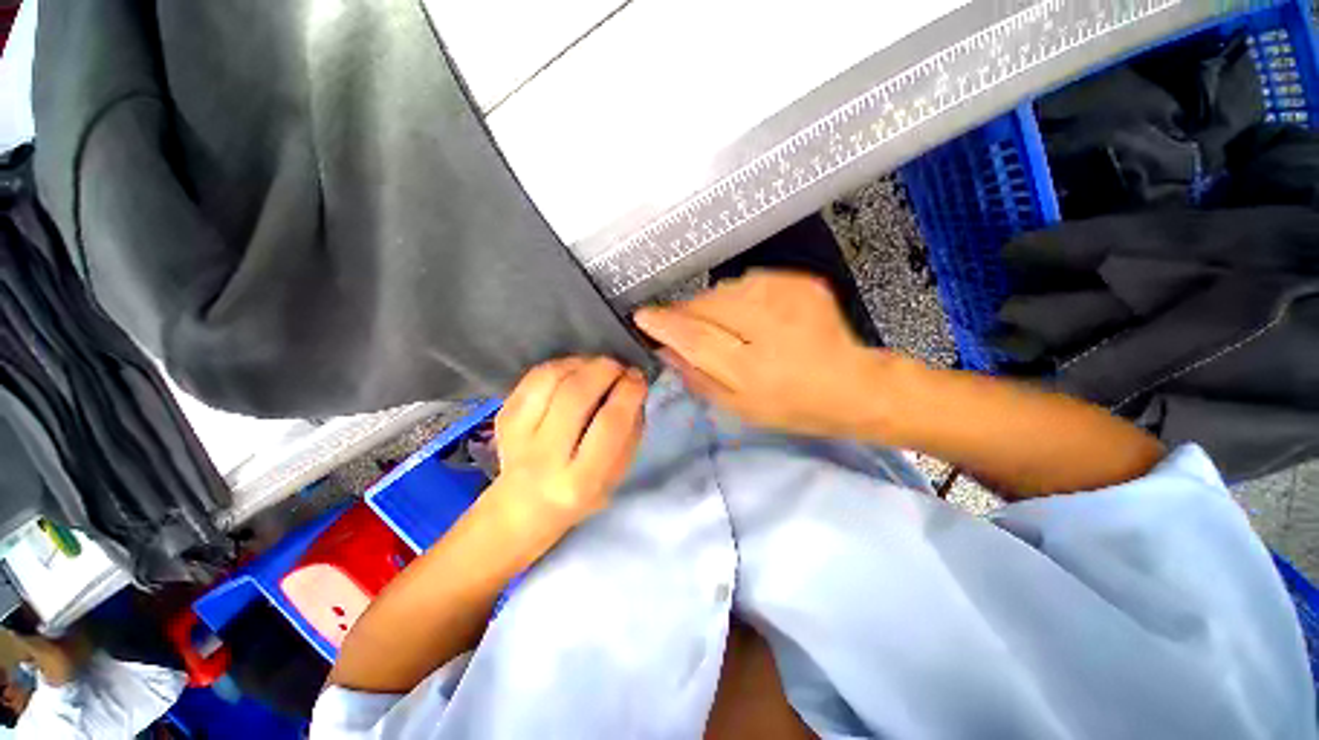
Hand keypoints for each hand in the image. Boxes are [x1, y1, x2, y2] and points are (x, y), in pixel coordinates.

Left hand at [487, 357, 647, 547]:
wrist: (524, 507)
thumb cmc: (583, 491)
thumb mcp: (617, 473)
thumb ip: (629, 430)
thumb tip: (633, 385)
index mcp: (581, 480)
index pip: (610, 423)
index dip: (628, 392)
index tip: (639, 378)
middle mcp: (545, 458)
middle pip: (576, 395)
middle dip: (605, 370)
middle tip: (619, 367)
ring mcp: (517, 435)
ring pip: (550, 379)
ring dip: (582, 363)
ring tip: (597, 367)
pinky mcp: (503, 417)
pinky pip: (533, 377)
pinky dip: (560, 365)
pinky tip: (574, 371)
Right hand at [634, 270, 894, 437]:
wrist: (851, 384)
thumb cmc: (792, 405)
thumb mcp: (739, 407)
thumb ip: (698, 377)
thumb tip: (666, 350)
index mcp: (752, 367)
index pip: (695, 335)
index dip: (665, 324)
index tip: (643, 317)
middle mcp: (767, 325)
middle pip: (706, 305)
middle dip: (686, 314)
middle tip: (682, 327)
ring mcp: (787, 296)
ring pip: (724, 290)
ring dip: (712, 305)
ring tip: (727, 328)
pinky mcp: (800, 281)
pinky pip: (748, 282)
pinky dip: (738, 297)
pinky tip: (752, 317)